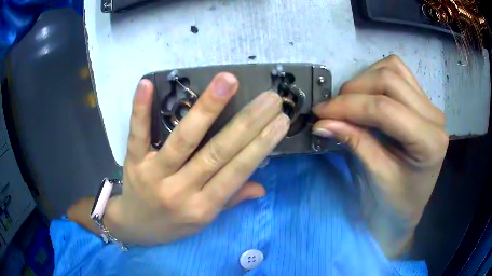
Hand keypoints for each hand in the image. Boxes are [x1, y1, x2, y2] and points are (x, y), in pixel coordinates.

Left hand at [105, 73, 289, 244]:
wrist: (135, 227)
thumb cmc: (172, 225)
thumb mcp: (204, 220)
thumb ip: (231, 200)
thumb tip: (261, 187)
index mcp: (203, 208)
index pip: (237, 172)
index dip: (261, 145)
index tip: (281, 120)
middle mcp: (181, 192)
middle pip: (217, 153)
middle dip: (247, 122)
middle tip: (270, 97)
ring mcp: (154, 175)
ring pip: (183, 140)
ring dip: (207, 108)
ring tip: (228, 81)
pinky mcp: (133, 162)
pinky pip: (137, 134)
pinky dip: (141, 108)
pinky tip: (147, 83)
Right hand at [312, 55, 448, 257]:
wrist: (408, 209)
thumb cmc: (394, 204)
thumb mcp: (375, 176)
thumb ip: (354, 142)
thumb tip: (322, 121)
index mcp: (429, 142)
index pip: (385, 108)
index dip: (349, 106)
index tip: (320, 113)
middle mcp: (434, 117)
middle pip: (390, 80)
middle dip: (354, 90)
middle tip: (332, 109)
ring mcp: (430, 106)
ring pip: (393, 69)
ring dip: (365, 80)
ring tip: (349, 102)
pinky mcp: (423, 102)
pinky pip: (399, 73)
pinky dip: (377, 77)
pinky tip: (368, 95)